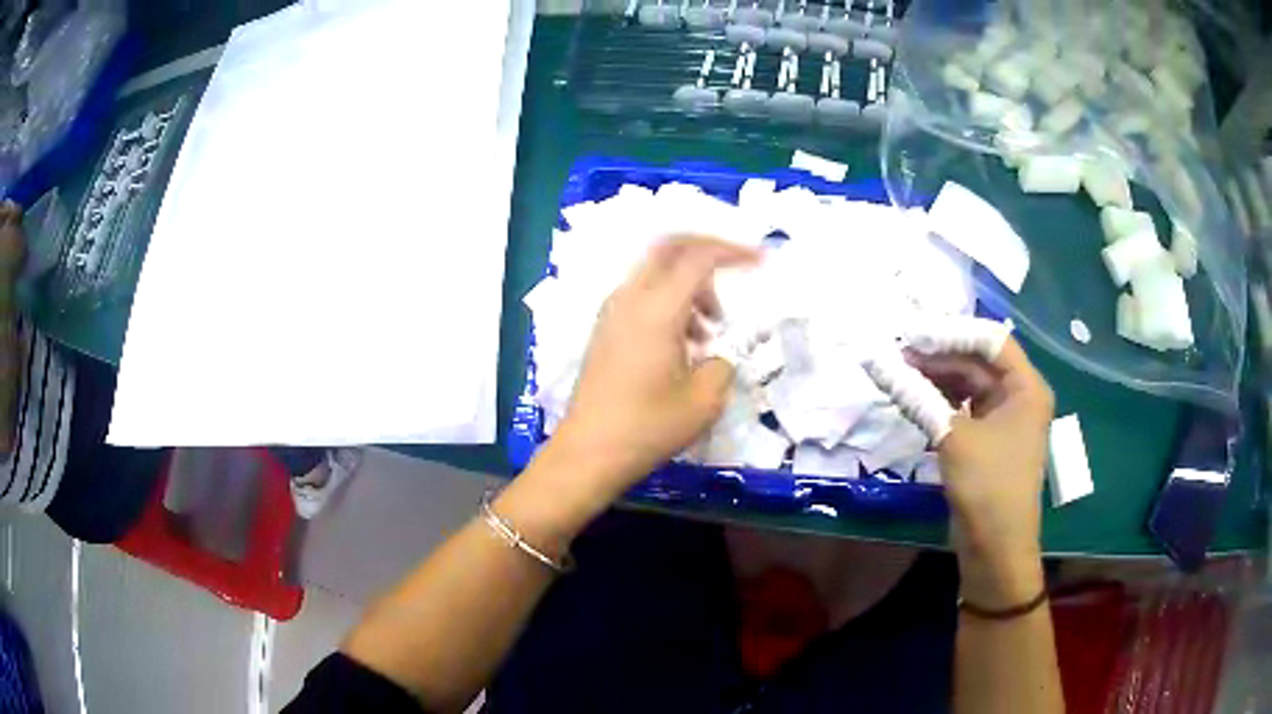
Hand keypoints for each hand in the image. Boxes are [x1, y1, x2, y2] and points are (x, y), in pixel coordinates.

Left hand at [544, 236, 759, 501]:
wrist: (589, 452)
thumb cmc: (648, 427)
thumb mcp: (704, 400)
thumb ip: (723, 363)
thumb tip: (719, 351)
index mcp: (657, 309)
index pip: (698, 257)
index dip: (734, 252)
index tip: (762, 261)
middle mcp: (630, 299)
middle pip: (669, 248)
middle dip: (707, 253)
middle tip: (735, 275)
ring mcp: (612, 312)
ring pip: (656, 272)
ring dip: (689, 285)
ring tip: (710, 330)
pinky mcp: (605, 329)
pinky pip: (642, 295)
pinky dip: (669, 302)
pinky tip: (684, 344)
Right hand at [909, 338, 1053, 605]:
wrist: (996, 550)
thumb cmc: (987, 487)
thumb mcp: (953, 438)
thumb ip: (917, 395)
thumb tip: (876, 361)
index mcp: (1025, 387)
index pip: (990, 340)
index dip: (951, 333)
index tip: (912, 335)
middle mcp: (1019, 396)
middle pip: (977, 361)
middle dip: (939, 356)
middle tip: (898, 354)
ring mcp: (1004, 418)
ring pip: (969, 384)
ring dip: (937, 378)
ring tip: (900, 374)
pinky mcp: (988, 439)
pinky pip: (964, 408)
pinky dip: (940, 402)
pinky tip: (915, 398)